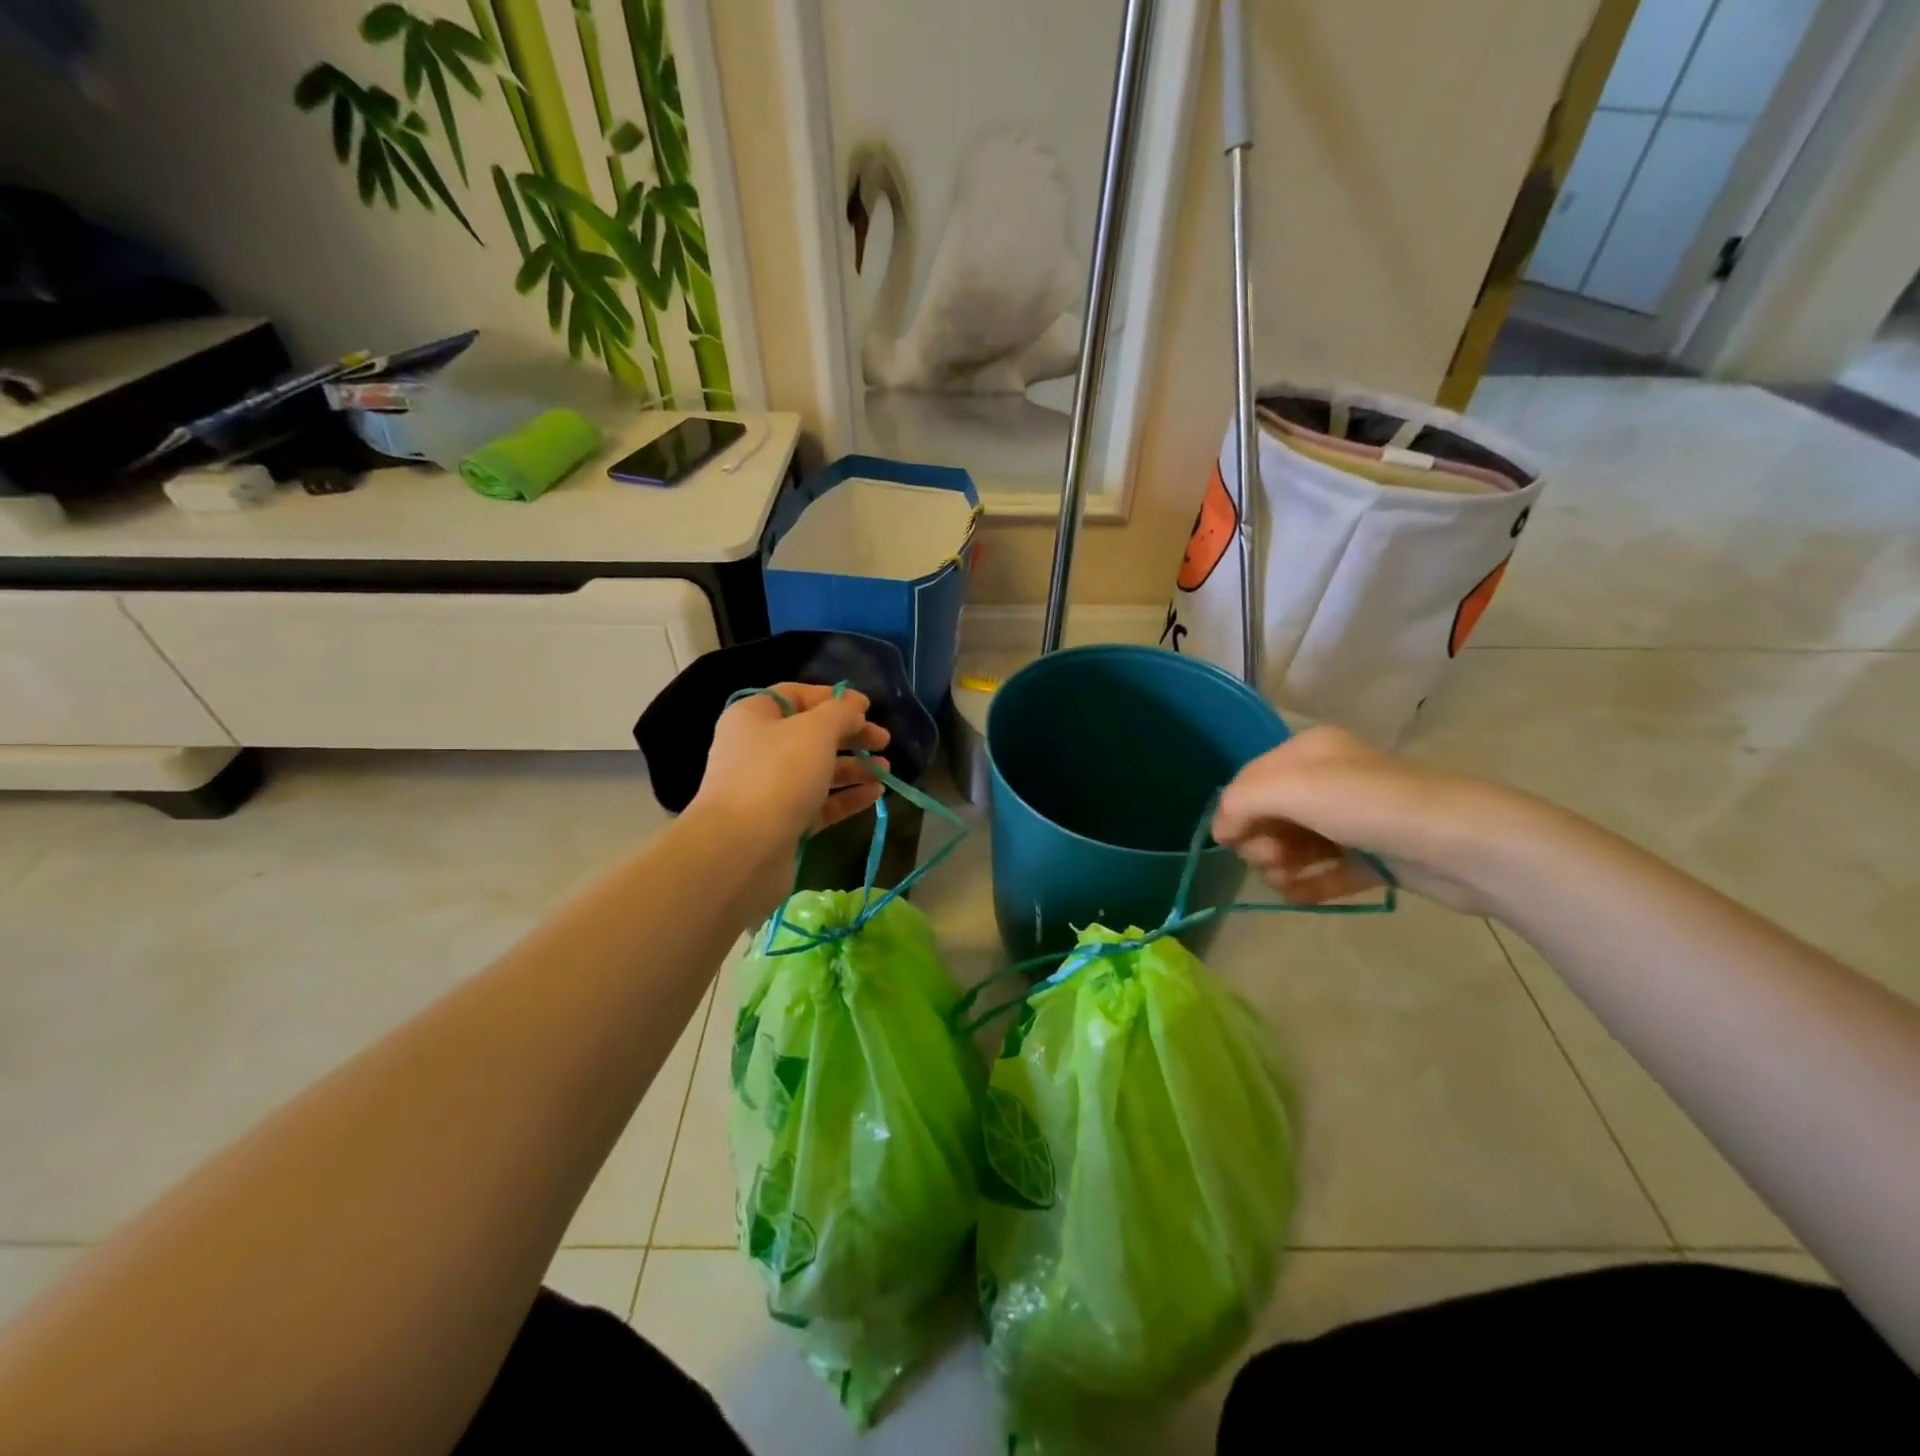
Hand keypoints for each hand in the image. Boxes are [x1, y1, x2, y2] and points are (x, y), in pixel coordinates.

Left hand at [689, 683, 891, 896]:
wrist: (741, 850)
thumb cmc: (777, 775)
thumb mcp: (815, 731)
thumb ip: (841, 713)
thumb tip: (854, 707)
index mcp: (754, 717)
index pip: (796, 695)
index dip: (833, 698)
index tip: (868, 707)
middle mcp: (758, 749)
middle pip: (811, 734)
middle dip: (850, 736)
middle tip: (884, 741)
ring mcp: (769, 789)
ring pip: (817, 771)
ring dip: (853, 768)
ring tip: (886, 771)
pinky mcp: (782, 823)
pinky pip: (819, 803)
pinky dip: (846, 796)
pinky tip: (875, 795)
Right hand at [1213, 725, 1524, 914]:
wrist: (1465, 845)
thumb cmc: (1370, 806)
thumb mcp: (1294, 789)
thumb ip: (1242, 801)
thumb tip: (1221, 829)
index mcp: (1310, 752)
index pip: (1251, 778)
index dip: (1234, 810)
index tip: (1230, 843)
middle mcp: (1330, 780)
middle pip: (1271, 813)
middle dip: (1260, 840)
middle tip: (1271, 860)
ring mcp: (1355, 820)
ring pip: (1296, 844)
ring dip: (1280, 865)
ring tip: (1287, 881)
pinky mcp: (1375, 856)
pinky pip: (1326, 871)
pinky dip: (1308, 884)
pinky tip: (1297, 897)